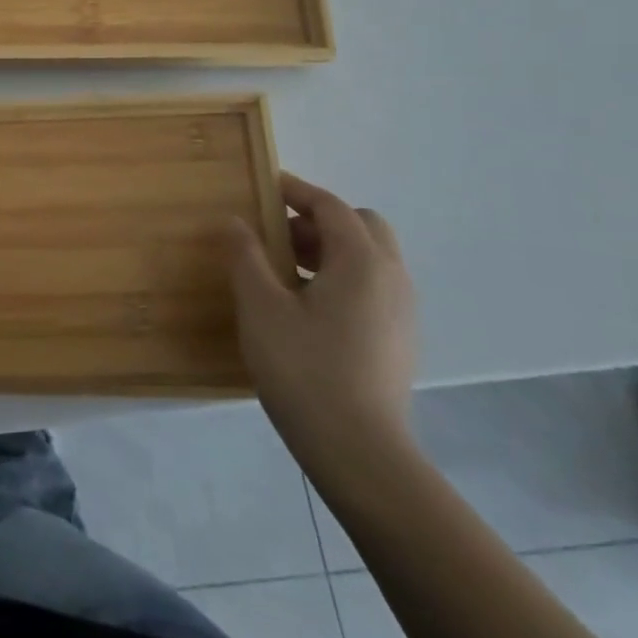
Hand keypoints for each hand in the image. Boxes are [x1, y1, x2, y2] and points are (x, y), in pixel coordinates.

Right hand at [222, 172, 416, 469]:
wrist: (359, 451)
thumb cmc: (304, 369)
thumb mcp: (261, 307)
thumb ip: (246, 256)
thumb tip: (235, 222)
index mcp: (361, 262)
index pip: (331, 207)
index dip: (297, 191)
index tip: (265, 186)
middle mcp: (392, 278)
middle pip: (361, 226)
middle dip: (319, 221)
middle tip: (277, 237)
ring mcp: (402, 311)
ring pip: (370, 258)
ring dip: (330, 250)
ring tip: (285, 273)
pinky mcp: (400, 339)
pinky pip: (373, 287)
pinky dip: (343, 278)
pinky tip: (308, 308)